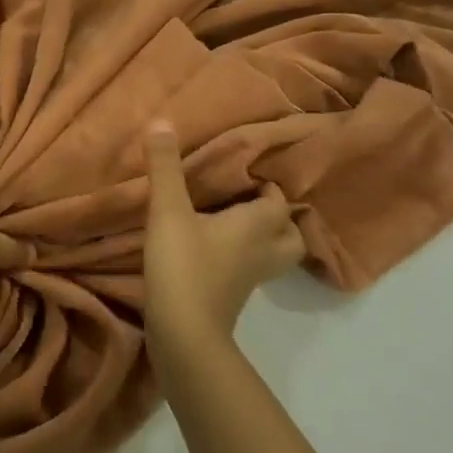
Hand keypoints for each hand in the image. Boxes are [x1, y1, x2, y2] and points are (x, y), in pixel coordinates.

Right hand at [142, 121, 304, 346]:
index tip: (243, 173)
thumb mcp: (168, 210)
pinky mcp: (233, 296)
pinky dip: (241, 259)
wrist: (184, 332)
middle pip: (290, 234)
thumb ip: (166, 167)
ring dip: (262, 240)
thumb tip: (162, 121)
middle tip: (246, 202)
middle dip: (276, 218)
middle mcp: (262, 250)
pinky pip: (250, 271)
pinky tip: (212, 250)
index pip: (279, 201)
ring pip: (273, 256)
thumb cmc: (183, 264)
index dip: (267, 186)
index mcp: (257, 225)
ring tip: (232, 225)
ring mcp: (251, 278)